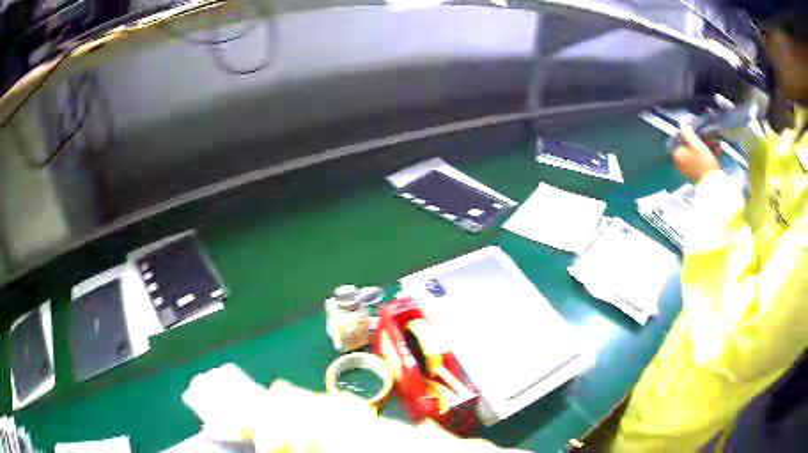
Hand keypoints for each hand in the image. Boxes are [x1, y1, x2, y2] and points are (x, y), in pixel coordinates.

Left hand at [672, 124, 720, 181]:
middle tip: (708, 132)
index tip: (696, 125)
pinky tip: (719, 147)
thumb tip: (682, 121)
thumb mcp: (695, 143)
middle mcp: (681, 163)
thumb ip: (687, 131)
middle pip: (690, 145)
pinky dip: (711, 153)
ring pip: (698, 152)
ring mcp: (690, 169)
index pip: (680, 138)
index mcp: (677, 155)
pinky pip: (704, 160)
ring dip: (708, 145)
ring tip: (716, 139)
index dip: (687, 130)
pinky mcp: (700, 174)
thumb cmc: (703, 161)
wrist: (713, 184)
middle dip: (701, 138)